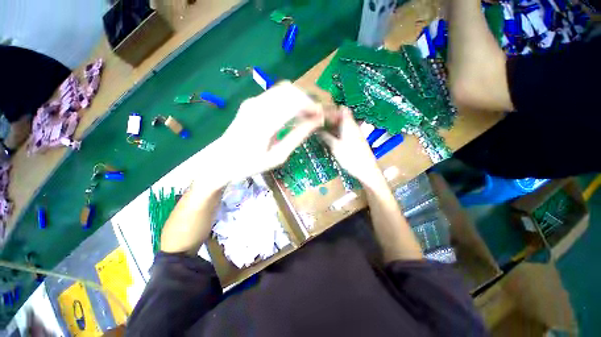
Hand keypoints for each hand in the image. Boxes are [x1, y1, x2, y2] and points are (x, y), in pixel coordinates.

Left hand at [216, 82, 323, 180]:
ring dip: (299, 99)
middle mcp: (258, 106)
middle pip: (291, 91)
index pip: (295, 102)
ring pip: (284, 89)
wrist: (222, 160)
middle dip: (308, 100)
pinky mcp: (251, 102)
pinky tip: (292, 113)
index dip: (312, 106)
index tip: (321, 116)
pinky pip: (276, 94)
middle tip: (315, 116)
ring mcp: (253, 101)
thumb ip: (297, 137)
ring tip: (306, 115)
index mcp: (265, 122)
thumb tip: (316, 122)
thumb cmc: (250, 164)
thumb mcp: (277, 156)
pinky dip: (289, 100)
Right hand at [319, 107, 384, 189]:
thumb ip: (326, 136)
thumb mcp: (335, 147)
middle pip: (342, 117)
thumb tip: (317, 129)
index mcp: (348, 124)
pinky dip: (338, 133)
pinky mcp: (356, 140)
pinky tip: (331, 139)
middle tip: (318, 125)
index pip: (342, 109)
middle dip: (330, 119)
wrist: (366, 170)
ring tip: (322, 132)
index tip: (321, 114)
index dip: (332, 109)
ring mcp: (355, 133)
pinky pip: (345, 132)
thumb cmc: (350, 157)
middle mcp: (353, 126)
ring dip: (333, 127)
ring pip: (343, 125)